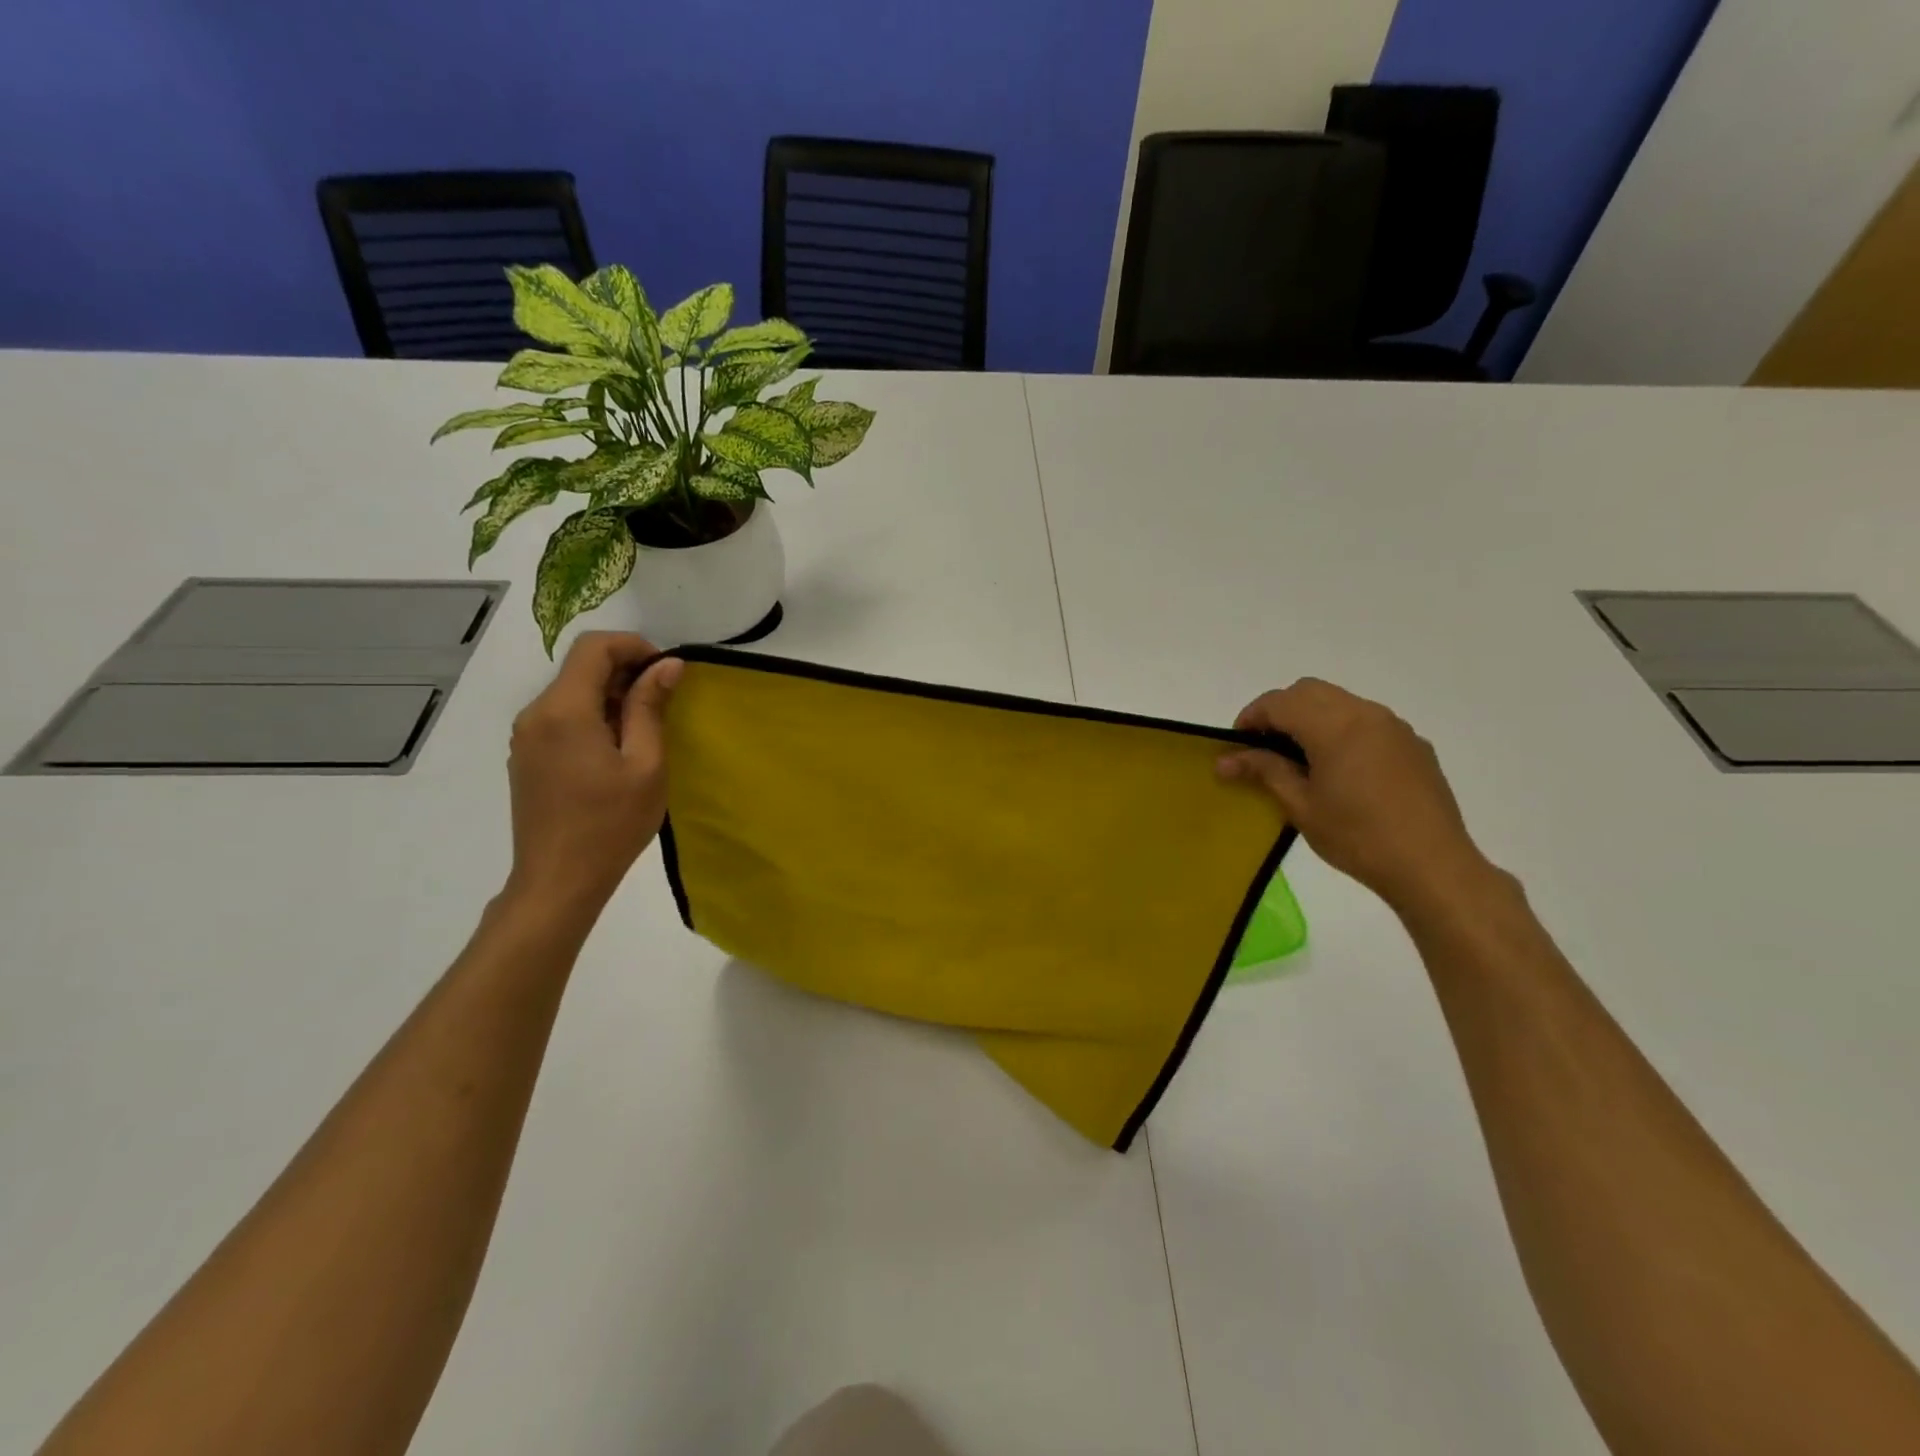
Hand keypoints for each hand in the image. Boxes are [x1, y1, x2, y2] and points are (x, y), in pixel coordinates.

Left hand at [503, 632, 683, 918]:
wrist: (558, 880)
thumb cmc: (611, 823)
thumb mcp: (645, 764)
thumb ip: (651, 707)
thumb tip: (667, 665)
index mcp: (564, 710)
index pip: (594, 647)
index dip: (634, 646)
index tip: (666, 671)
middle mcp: (536, 713)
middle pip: (580, 668)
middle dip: (625, 673)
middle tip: (663, 704)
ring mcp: (525, 736)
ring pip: (571, 693)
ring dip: (610, 697)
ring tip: (643, 733)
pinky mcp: (526, 757)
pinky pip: (561, 718)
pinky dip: (592, 718)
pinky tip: (614, 753)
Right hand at [1217, 678, 1495, 915]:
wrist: (1432, 866)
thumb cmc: (1357, 837)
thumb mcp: (1301, 806)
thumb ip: (1264, 771)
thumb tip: (1226, 760)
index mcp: (1334, 726)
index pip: (1279, 702)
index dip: (1251, 717)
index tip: (1236, 746)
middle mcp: (1365, 713)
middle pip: (1309, 691)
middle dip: (1280, 711)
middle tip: (1263, 748)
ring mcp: (1394, 726)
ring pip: (1340, 702)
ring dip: (1311, 718)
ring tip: (1300, 759)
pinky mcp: (1413, 744)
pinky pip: (1367, 721)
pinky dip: (1341, 730)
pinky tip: (1341, 770)